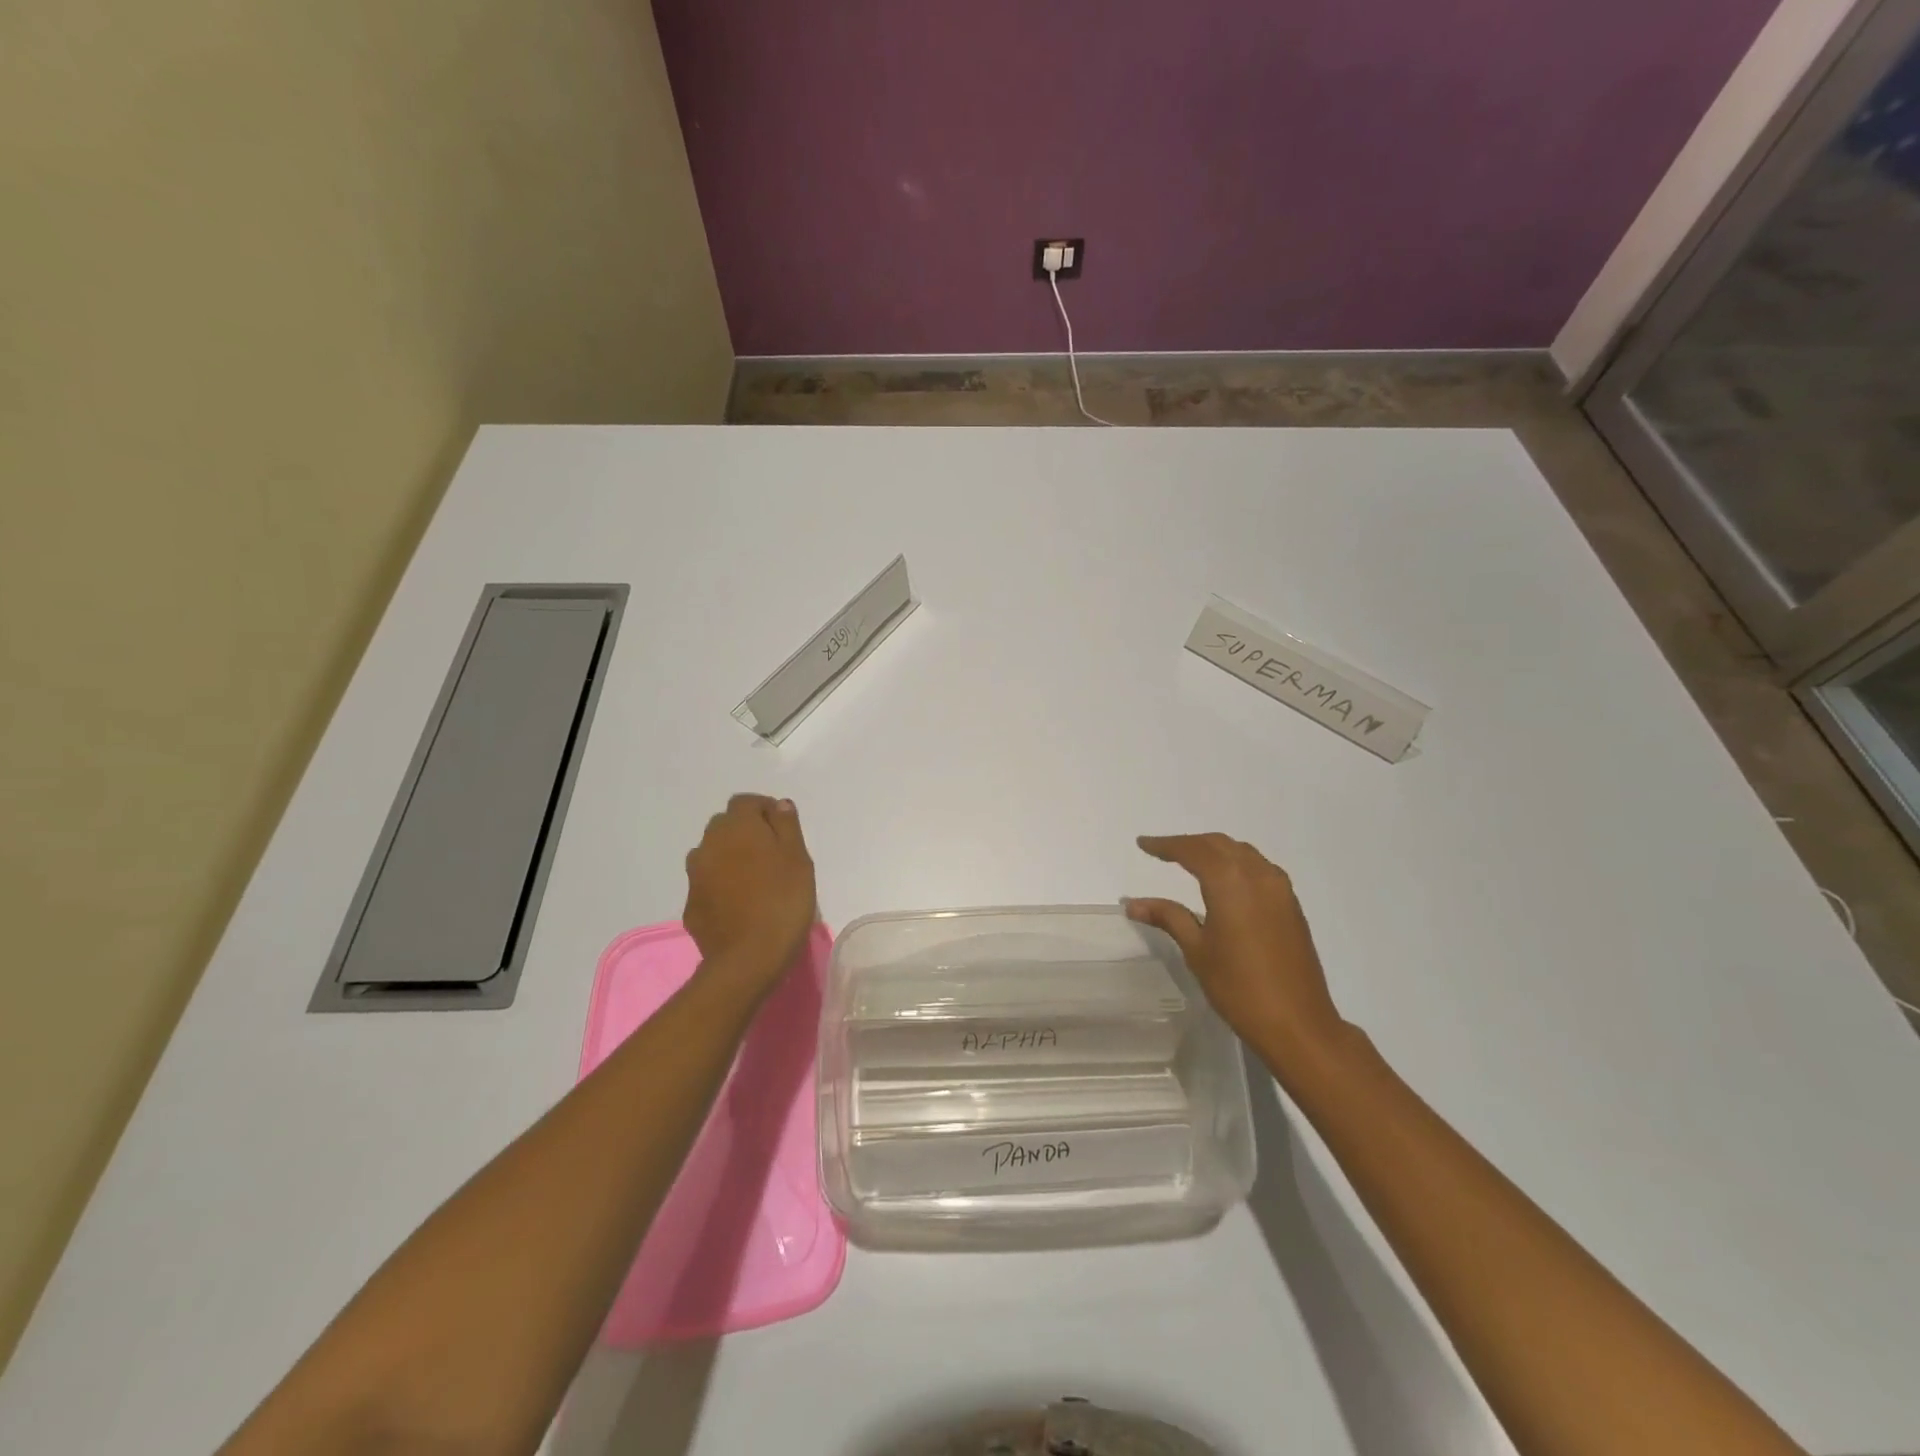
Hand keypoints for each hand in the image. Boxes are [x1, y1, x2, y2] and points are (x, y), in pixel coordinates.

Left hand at [682, 794, 816, 993]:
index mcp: (737, 827)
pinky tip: (740, 904)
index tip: (784, 830)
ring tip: (754, 880)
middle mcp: (709, 844)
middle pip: (725, 825)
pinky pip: (708, 883)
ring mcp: (695, 875)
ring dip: (730, 857)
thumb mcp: (798, 858)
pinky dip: (721, 885)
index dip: (765, 811)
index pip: (746, 802)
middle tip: (772, 855)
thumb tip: (777, 805)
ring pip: (713, 854)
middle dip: (746, 832)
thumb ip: (786, 825)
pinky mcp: (691, 904)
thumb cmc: (783, 901)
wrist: (748, 958)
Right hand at [1126, 833, 1344, 1064]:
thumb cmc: (1239, 987)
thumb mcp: (1197, 950)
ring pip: (1242, 853)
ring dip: (1215, 850)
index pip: (1193, 850)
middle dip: (1189, 844)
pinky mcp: (1291, 905)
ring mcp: (1280, 889)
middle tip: (1162, 851)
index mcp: (1230, 882)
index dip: (1166, 845)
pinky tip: (1225, 880)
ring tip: (1190, 860)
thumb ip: (1168, 917)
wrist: (1298, 1024)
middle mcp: (1258, 875)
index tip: (1143, 844)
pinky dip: (1236, 863)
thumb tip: (1133, 904)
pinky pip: (1259, 868)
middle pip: (1219, 845)